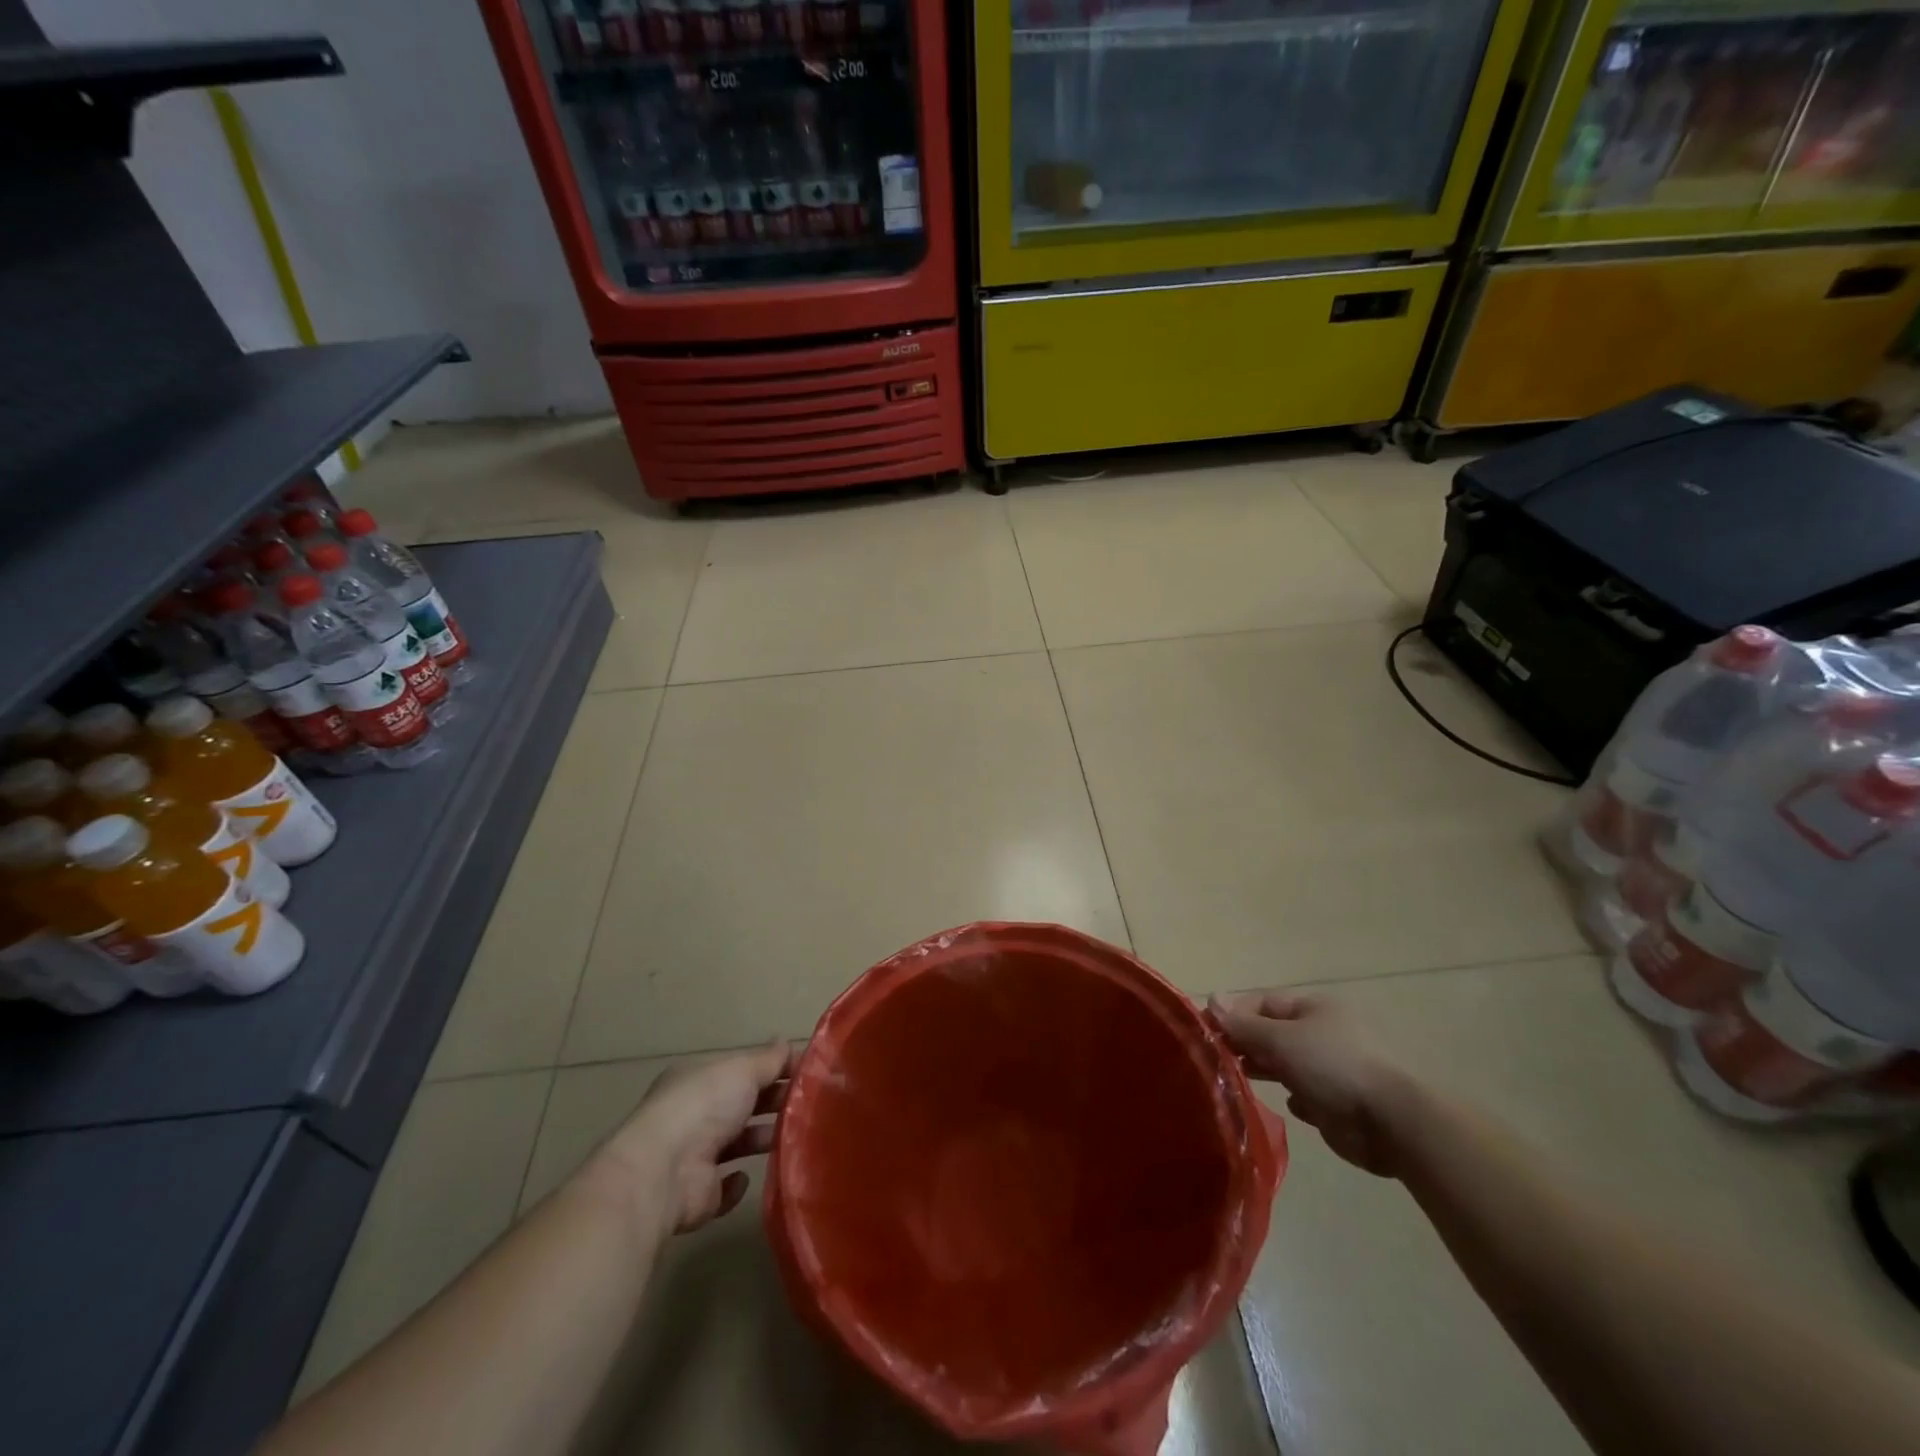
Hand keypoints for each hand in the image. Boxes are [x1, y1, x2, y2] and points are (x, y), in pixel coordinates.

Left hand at [594, 1041, 791, 1235]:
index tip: (807, 1073)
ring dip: (762, 1139)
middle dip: (773, 1103)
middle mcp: (694, 1113)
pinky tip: (749, 1175)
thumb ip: (768, 1059)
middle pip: (742, 1104)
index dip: (773, 1068)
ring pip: (737, 1143)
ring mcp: (693, 1156)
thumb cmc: (704, 1106)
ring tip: (794, 1137)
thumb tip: (786, 1043)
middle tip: (810, 1105)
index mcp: (700, 1078)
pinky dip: (739, 1183)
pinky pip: (724, 1187)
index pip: (742, 1069)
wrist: (663, 1173)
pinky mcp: (698, 1195)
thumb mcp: (742, 1069)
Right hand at [1208, 992, 1414, 1178]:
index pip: (1262, 1003)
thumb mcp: (1281, 1039)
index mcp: (1314, 1008)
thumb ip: (1244, 1024)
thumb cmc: (1332, 1067)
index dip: (1232, 1013)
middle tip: (1218, 1060)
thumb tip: (1211, 997)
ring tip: (1240, 1081)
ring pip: (1287, 1064)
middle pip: (1273, 1033)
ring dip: (1266, 1070)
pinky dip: (1295, 1098)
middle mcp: (1323, 1032)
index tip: (1205, 1031)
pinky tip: (1291, 1104)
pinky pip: (1305, 1093)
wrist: (1391, 1123)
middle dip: (1246, 1044)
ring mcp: (1333, 1067)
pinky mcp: (1339, 1101)